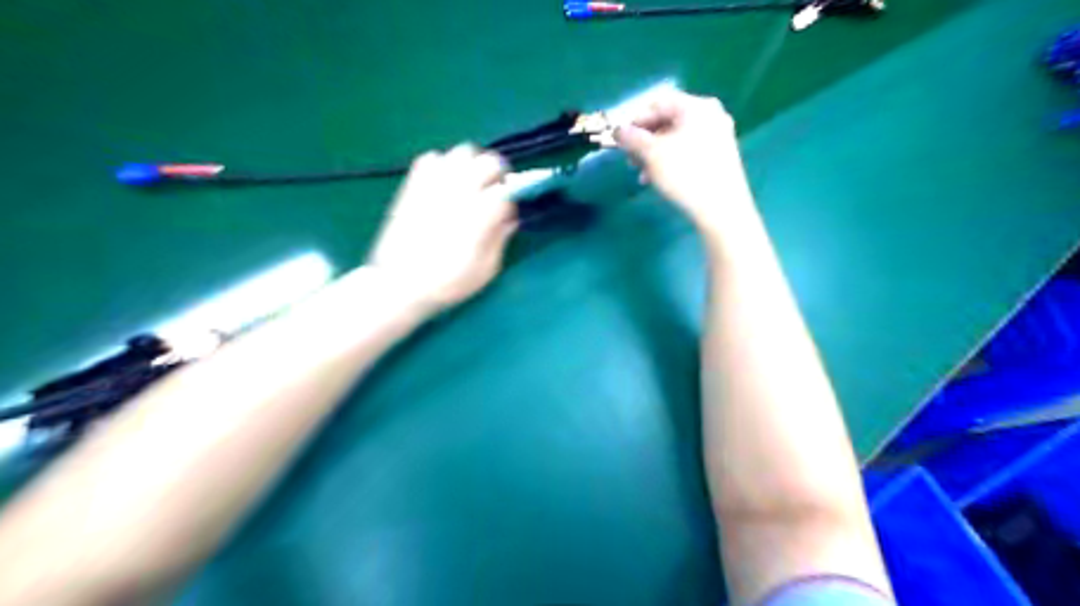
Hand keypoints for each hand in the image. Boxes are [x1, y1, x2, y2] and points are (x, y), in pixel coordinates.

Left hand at [369, 143, 516, 309]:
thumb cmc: (447, 283)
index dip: (514, 196)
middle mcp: (459, 193)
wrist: (399, 284)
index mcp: (480, 215)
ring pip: (462, 152)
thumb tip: (510, 218)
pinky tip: (444, 184)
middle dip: (498, 174)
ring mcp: (434, 185)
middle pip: (488, 162)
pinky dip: (443, 164)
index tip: (510, 208)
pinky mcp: (414, 186)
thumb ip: (500, 238)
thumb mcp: (486, 269)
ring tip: (470, 184)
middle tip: (495, 190)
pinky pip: (431, 157)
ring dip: (472, 164)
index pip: (507, 189)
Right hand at [617, 91, 757, 232]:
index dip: (636, 120)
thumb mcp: (651, 154)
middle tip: (630, 159)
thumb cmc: (685, 174)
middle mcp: (711, 116)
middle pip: (668, 121)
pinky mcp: (720, 157)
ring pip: (677, 139)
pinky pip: (688, 151)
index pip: (659, 103)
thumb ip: (631, 138)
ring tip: (641, 174)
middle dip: (645, 141)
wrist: (721, 209)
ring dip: (654, 154)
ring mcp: (719, 137)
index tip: (621, 140)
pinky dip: (670, 161)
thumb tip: (618, 131)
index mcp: (697, 107)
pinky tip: (658, 180)